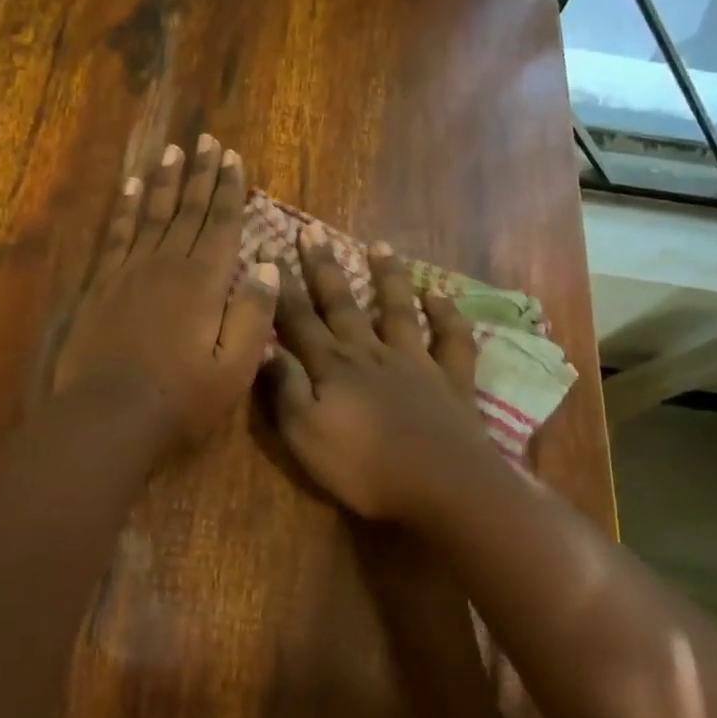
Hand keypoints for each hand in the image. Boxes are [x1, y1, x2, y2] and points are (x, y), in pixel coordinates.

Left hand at [54, 134, 279, 449]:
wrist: (108, 416)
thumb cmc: (180, 398)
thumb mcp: (234, 366)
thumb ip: (253, 313)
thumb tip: (270, 265)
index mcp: (204, 281)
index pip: (222, 223)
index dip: (230, 189)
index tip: (233, 157)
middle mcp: (168, 263)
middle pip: (189, 209)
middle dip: (201, 174)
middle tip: (206, 140)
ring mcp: (131, 270)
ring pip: (152, 213)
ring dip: (165, 181)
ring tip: (173, 152)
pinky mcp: (103, 284)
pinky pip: (117, 234)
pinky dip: (125, 207)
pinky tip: (129, 188)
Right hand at [260, 224, 493, 523]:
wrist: (443, 487)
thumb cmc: (364, 467)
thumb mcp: (305, 435)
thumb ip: (285, 389)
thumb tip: (266, 347)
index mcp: (333, 366)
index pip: (297, 318)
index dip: (279, 286)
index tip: (265, 249)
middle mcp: (370, 352)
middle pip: (341, 303)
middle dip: (323, 267)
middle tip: (311, 230)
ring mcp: (415, 362)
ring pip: (396, 309)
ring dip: (387, 277)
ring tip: (380, 246)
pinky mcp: (451, 380)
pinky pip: (452, 340)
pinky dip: (447, 315)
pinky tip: (440, 295)